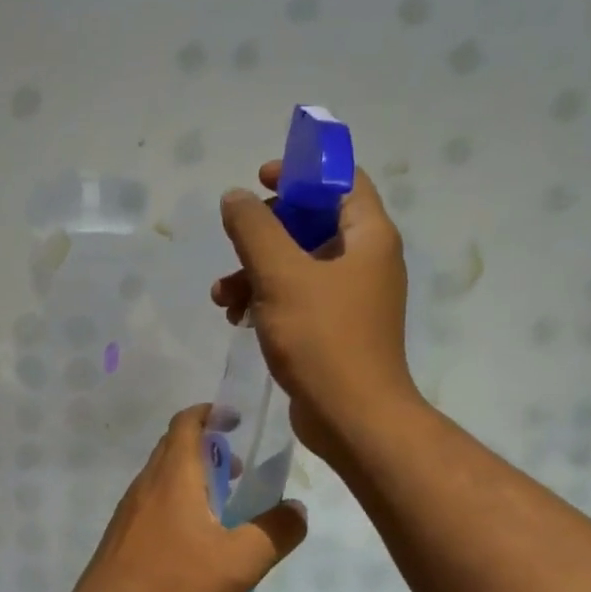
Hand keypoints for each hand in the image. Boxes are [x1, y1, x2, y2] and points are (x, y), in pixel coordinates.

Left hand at [68, 406, 307, 591]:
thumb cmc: (173, 583)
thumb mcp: (239, 562)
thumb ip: (275, 532)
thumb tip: (296, 509)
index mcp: (173, 476)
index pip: (186, 422)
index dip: (211, 413)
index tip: (236, 419)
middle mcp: (147, 482)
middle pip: (174, 445)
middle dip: (208, 446)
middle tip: (240, 467)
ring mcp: (130, 508)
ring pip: (163, 475)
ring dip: (193, 475)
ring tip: (223, 504)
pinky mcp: (122, 532)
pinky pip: (154, 500)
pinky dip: (177, 499)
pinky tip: (195, 537)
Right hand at [212, 162, 419, 459]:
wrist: (352, 417)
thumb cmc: (322, 338)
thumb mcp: (280, 275)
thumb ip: (254, 229)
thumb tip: (235, 197)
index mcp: (368, 237)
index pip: (341, 181)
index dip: (301, 173)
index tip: (260, 181)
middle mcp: (365, 261)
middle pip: (311, 223)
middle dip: (265, 232)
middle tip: (235, 242)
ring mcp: (350, 298)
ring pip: (297, 265)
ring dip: (255, 271)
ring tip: (222, 296)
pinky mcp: (333, 329)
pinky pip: (296, 298)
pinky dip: (266, 300)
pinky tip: (236, 318)